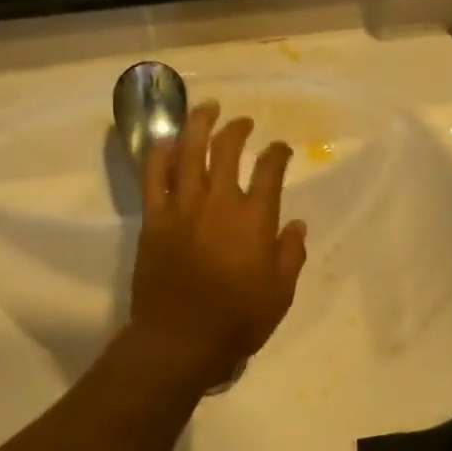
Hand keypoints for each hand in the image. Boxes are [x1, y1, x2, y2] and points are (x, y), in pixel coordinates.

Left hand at [129, 101, 306, 389]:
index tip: (280, 148)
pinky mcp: (154, 220)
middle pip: (228, 151)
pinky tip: (167, 141)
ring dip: (199, 126)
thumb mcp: (280, 294)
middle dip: (238, 130)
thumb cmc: (237, 321)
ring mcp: (182, 209)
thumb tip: (298, 224)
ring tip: (206, 109)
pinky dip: (161, 155)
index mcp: (254, 220)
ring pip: (189, 153)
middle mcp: (219, 204)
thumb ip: (290, 255)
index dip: (277, 153)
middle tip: (243, 123)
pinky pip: (154, 178)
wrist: (180, 341)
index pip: (270, 171)